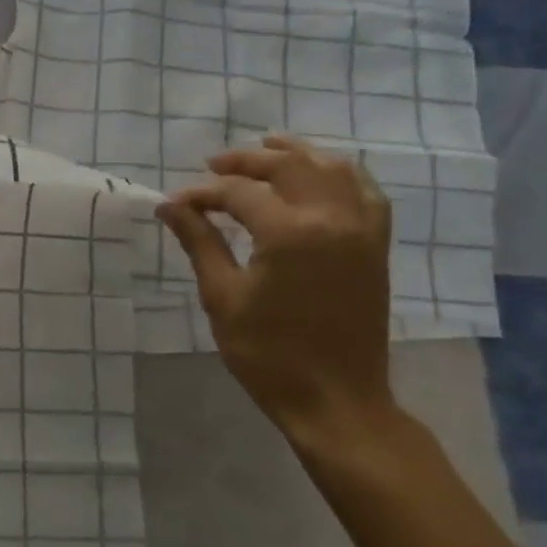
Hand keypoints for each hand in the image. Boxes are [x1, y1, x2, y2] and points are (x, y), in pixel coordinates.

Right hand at [156, 134, 396, 449]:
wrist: (335, 398)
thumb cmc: (268, 354)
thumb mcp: (223, 297)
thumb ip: (200, 243)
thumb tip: (170, 206)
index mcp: (290, 233)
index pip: (238, 193)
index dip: (202, 194)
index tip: (176, 203)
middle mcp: (332, 218)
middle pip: (288, 166)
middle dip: (246, 161)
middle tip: (212, 165)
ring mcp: (362, 230)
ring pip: (332, 168)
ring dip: (297, 154)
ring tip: (267, 147)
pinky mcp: (376, 246)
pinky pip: (366, 192)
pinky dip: (342, 173)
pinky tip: (322, 173)